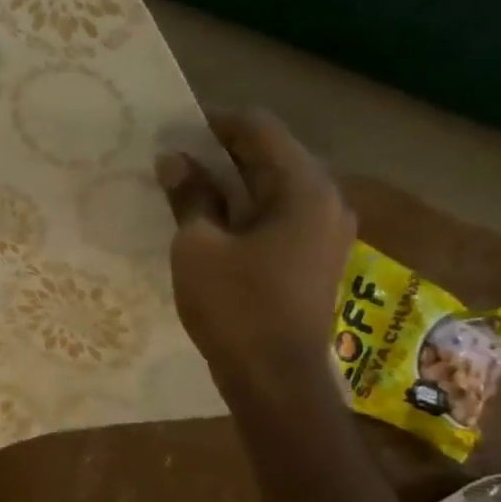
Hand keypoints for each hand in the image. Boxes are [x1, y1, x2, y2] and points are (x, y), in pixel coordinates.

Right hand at [156, 110, 353, 400]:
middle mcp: (326, 200)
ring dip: (232, 182)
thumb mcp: (198, 246)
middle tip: (174, 162)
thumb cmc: (235, 306)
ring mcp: (326, 229)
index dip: (213, 123)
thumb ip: (189, 196)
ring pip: (275, 185)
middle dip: (220, 152)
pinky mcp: (316, 255)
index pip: (259, 128)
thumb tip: (174, 160)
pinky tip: (212, 223)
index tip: (173, 134)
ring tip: (187, 190)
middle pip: (271, 154)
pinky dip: (246, 208)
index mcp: (304, 188)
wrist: (274, 378)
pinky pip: (280, 212)